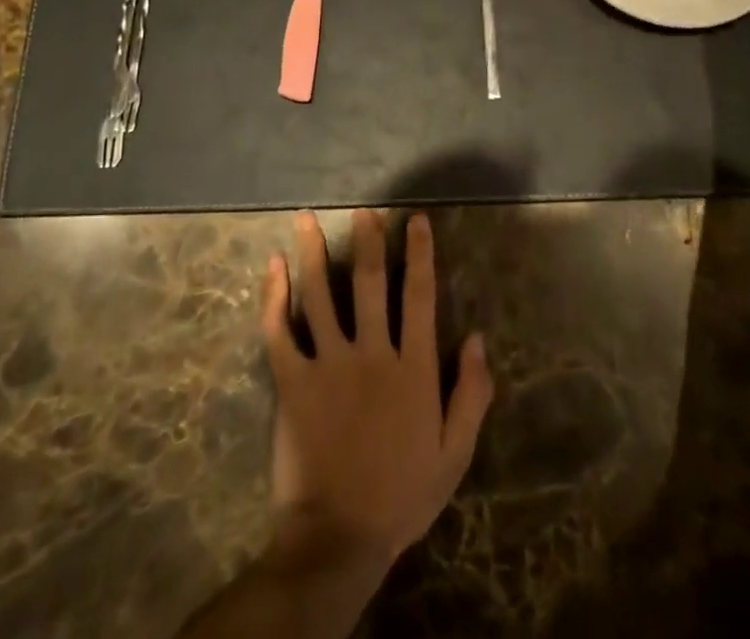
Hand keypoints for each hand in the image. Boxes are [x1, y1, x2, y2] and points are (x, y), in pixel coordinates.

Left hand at [260, 210, 493, 579]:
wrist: (338, 539)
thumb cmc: (401, 495)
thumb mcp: (453, 453)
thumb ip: (470, 394)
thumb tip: (476, 337)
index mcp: (412, 368)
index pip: (419, 295)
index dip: (420, 254)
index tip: (416, 220)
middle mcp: (371, 353)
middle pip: (368, 282)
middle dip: (367, 240)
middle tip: (363, 209)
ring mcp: (328, 365)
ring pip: (319, 294)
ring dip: (312, 252)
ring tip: (305, 218)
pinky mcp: (292, 382)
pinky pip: (280, 331)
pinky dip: (274, 296)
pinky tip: (273, 267)